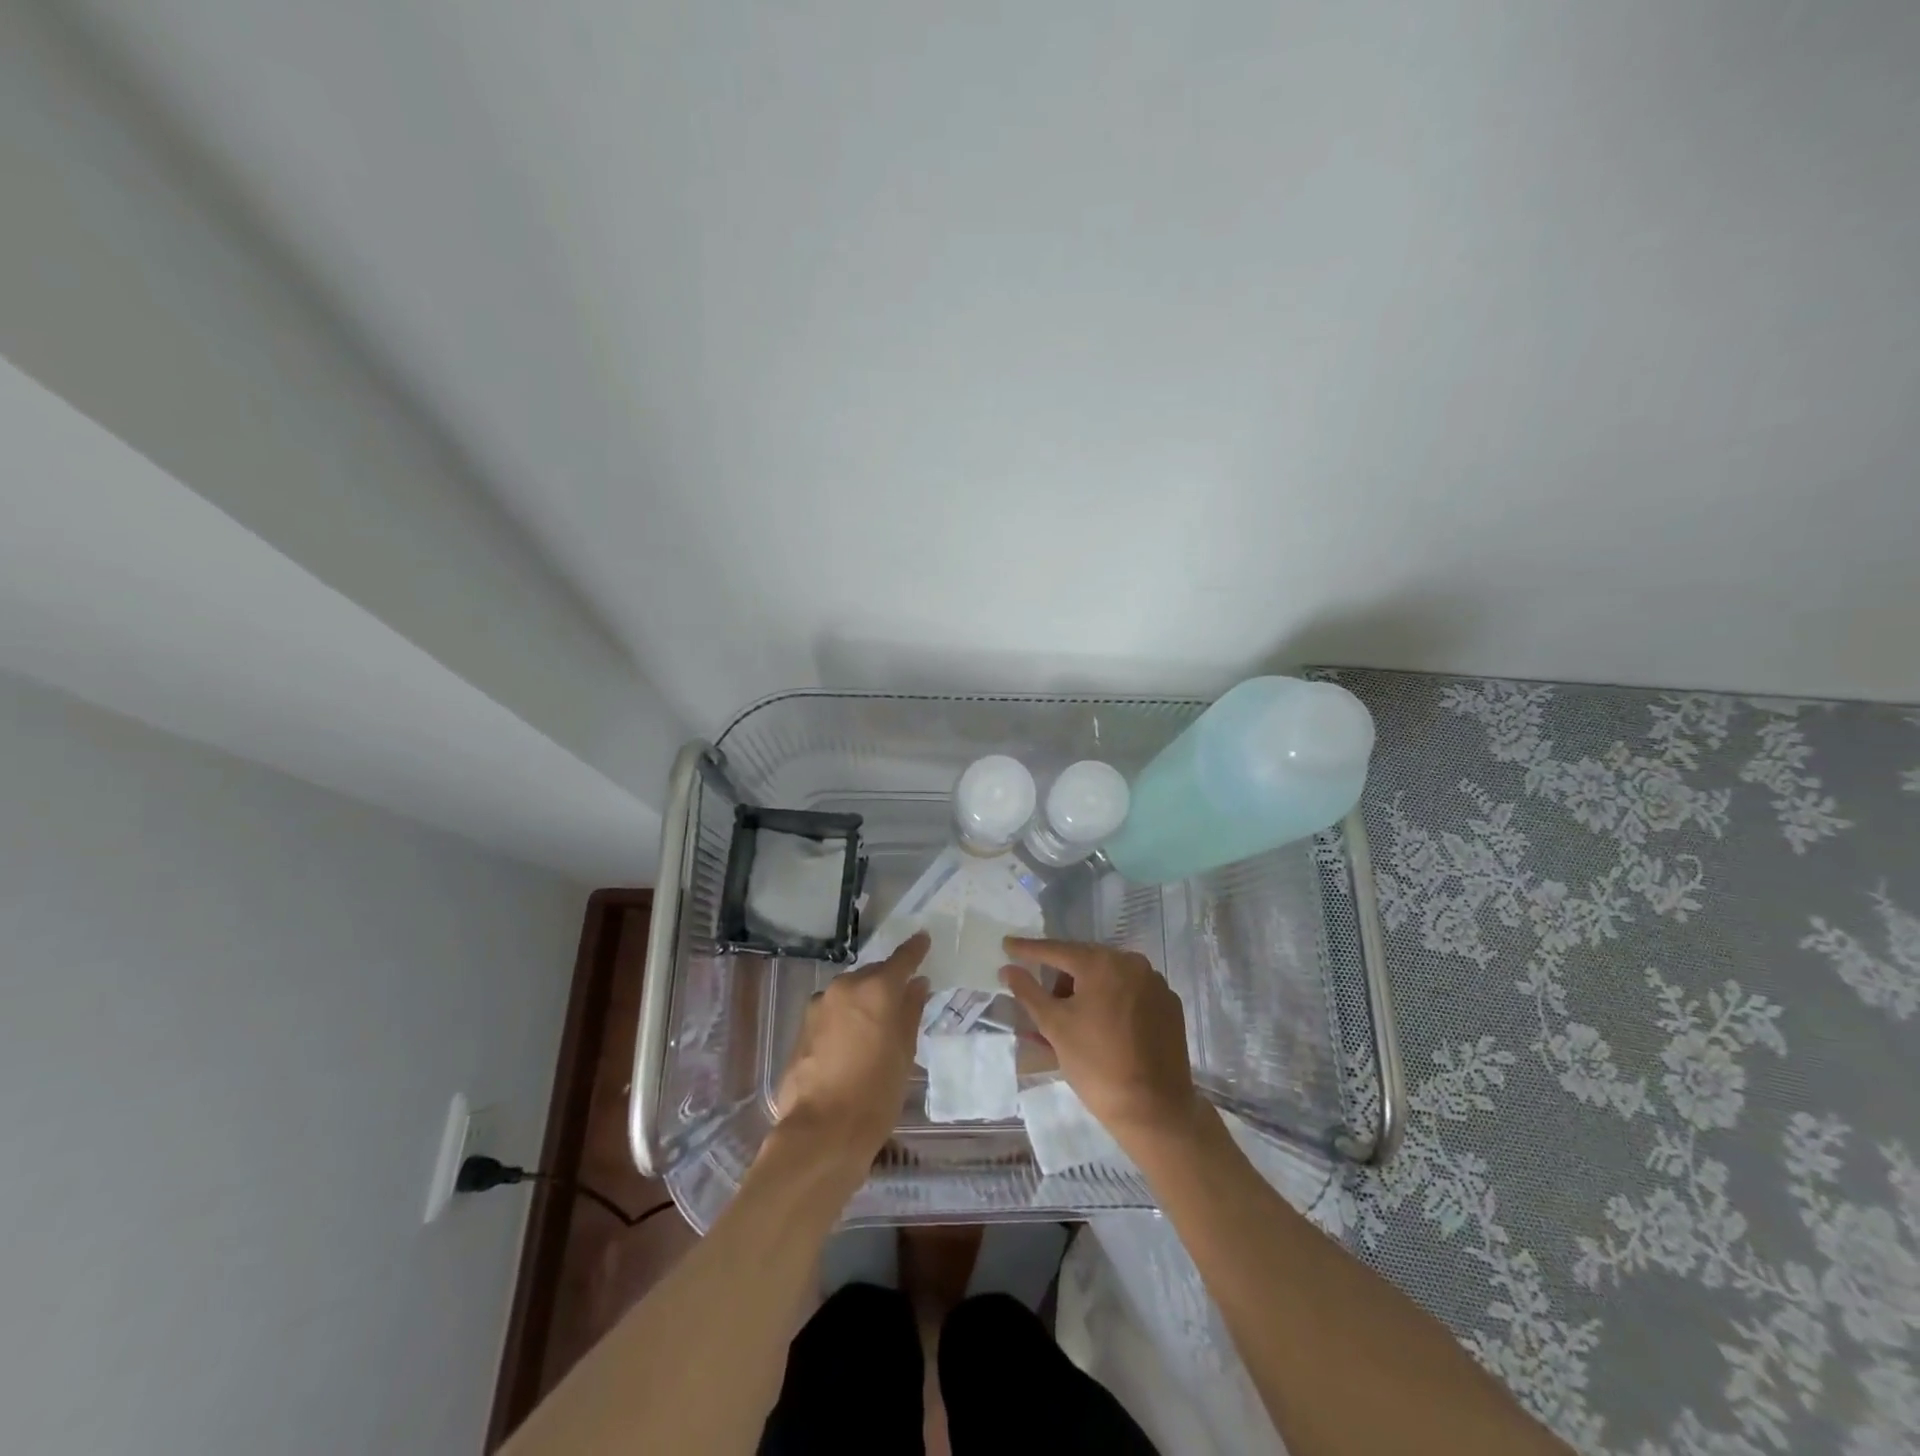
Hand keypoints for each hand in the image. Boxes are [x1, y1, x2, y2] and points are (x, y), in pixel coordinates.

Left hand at [773, 932, 930, 1163]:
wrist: (822, 1131)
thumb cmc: (876, 1093)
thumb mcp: (904, 1053)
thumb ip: (910, 1012)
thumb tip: (917, 984)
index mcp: (876, 990)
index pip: (901, 959)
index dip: (915, 950)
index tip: (923, 940)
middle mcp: (846, 987)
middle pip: (872, 975)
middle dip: (886, 983)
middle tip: (901, 999)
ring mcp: (820, 1005)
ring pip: (849, 993)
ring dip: (863, 1001)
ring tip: (875, 1026)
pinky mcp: (803, 1026)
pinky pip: (832, 1011)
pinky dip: (845, 1018)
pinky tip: (851, 1043)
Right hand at [1000, 938, 1204, 1151]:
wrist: (1154, 1110)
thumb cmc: (1096, 1064)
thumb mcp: (1055, 1026)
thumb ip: (1028, 991)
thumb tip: (1008, 969)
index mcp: (1103, 963)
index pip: (1057, 950)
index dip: (1029, 949)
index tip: (1007, 944)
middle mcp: (1133, 963)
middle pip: (1085, 962)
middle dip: (1060, 978)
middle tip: (1042, 997)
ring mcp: (1156, 984)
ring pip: (1109, 978)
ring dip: (1086, 991)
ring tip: (1071, 1021)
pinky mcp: (1170, 1007)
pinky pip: (1131, 993)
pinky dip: (1112, 1002)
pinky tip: (1102, 1027)